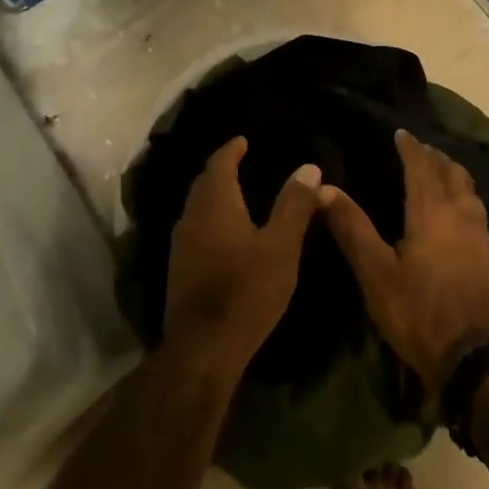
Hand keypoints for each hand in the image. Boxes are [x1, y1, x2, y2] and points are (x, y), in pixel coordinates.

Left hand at [164, 137, 321, 384]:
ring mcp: (181, 245)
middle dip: (220, 170)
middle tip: (239, 162)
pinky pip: (195, 228)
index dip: (231, 150)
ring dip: (213, 195)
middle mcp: (191, 218)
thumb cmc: (247, 290)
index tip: (243, 140)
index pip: (219, 164)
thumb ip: (294, 205)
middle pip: (203, 183)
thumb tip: (308, 167)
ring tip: (235, 193)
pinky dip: (210, 218)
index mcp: (215, 204)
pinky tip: (224, 232)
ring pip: (196, 207)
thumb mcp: (281, 246)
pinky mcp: (179, 269)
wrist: (204, 348)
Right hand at [322, 130, 488, 391]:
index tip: (401, 133)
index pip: (421, 167)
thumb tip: (323, 188)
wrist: (474, 358)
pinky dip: (465, 197)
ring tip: (441, 172)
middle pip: (451, 173)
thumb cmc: (417, 312)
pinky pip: (477, 211)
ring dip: (454, 175)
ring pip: (469, 191)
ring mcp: (480, 236)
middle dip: (435, 157)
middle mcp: (460, 215)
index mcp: (431, 212)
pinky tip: (458, 212)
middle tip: (420, 149)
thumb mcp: (375, 273)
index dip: (411, 147)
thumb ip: (352, 228)